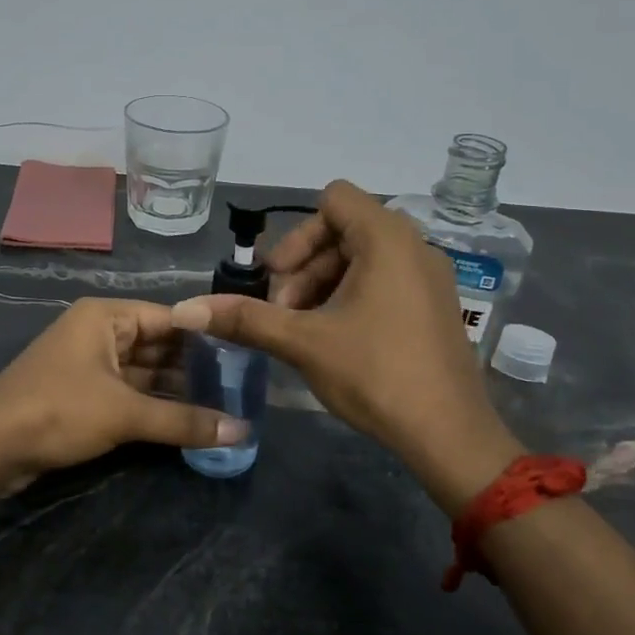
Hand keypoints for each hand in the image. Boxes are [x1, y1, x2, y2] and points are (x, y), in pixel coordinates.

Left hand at [0, 298, 245, 494]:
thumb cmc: (58, 410)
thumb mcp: (125, 413)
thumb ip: (183, 420)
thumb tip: (242, 431)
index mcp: (106, 317)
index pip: (170, 318)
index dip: (207, 337)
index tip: (244, 356)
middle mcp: (98, 332)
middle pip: (157, 345)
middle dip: (193, 367)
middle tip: (239, 387)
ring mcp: (88, 363)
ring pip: (143, 372)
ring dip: (174, 390)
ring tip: (222, 406)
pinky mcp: (81, 394)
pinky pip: (127, 393)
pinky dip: (152, 405)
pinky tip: (185, 421)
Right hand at [171, 180, 521, 511]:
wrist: (448, 434)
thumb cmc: (375, 374)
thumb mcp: (303, 342)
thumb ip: (245, 318)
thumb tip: (186, 309)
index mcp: (388, 238)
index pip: (333, 200)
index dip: (297, 235)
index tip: (278, 280)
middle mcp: (415, 246)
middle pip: (344, 230)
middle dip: (305, 267)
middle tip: (284, 314)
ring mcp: (431, 277)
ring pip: (363, 258)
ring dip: (324, 285)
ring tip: (305, 331)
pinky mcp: (436, 306)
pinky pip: (385, 281)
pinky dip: (353, 297)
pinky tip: (336, 341)